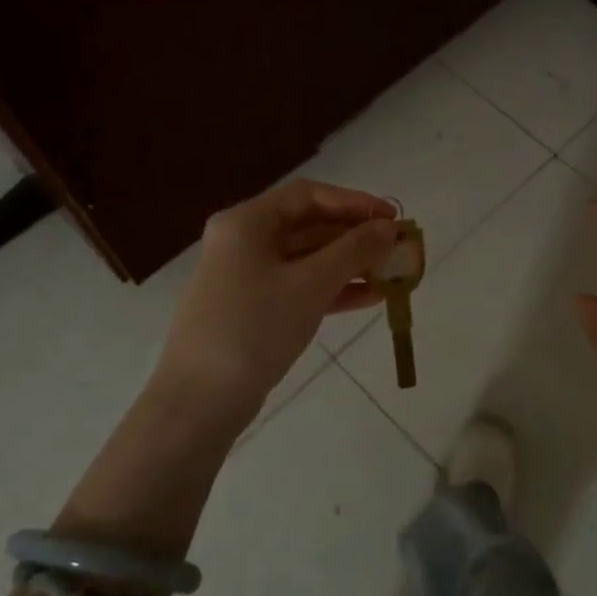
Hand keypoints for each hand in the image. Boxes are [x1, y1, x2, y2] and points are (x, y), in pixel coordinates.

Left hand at [154, 179, 398, 415]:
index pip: (308, 195)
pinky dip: (332, 289)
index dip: (354, 202)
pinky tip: (369, 299)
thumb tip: (388, 228)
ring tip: (391, 274)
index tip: (392, 217)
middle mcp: (243, 241)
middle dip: (354, 235)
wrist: (200, 400)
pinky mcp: (252, 309)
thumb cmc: (255, 327)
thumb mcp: (311, 284)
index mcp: (246, 223)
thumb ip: (354, 250)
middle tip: (396, 247)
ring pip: (306, 259)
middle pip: (307, 225)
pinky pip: (299, 287)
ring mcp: (246, 277)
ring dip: (348, 264)